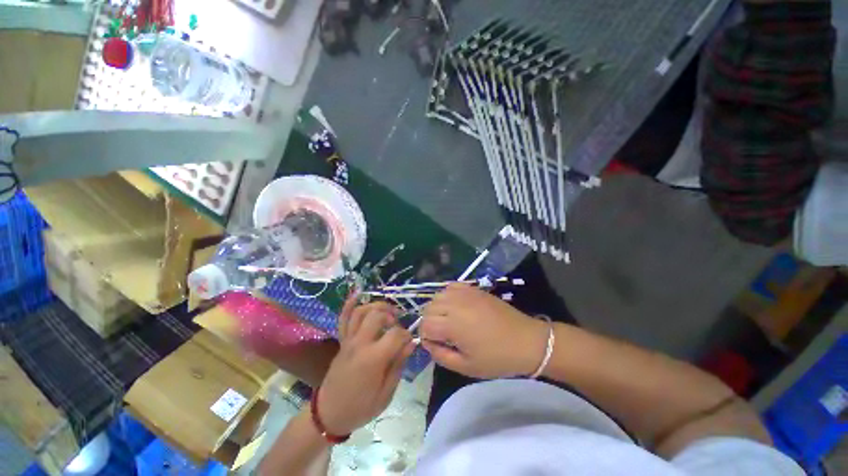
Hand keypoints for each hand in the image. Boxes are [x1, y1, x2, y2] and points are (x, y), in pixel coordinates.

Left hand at [317, 298, 414, 435]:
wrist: (329, 414)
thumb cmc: (361, 407)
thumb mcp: (386, 393)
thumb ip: (398, 365)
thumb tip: (411, 343)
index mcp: (373, 359)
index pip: (396, 334)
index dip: (407, 335)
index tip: (410, 342)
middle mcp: (360, 343)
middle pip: (377, 316)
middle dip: (392, 316)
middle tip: (398, 325)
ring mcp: (348, 340)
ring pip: (361, 312)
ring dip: (376, 306)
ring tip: (387, 311)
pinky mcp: (342, 340)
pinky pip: (343, 318)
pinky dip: (349, 304)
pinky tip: (358, 293)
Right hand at [420, 284, 548, 378]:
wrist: (526, 341)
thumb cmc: (497, 358)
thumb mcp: (467, 367)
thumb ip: (441, 355)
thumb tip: (428, 343)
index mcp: (453, 325)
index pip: (425, 325)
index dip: (426, 337)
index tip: (437, 345)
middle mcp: (455, 304)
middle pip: (428, 308)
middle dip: (430, 322)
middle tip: (443, 334)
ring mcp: (465, 293)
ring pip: (437, 296)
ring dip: (437, 308)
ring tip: (449, 320)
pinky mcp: (473, 289)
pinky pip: (451, 286)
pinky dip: (448, 295)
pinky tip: (456, 306)